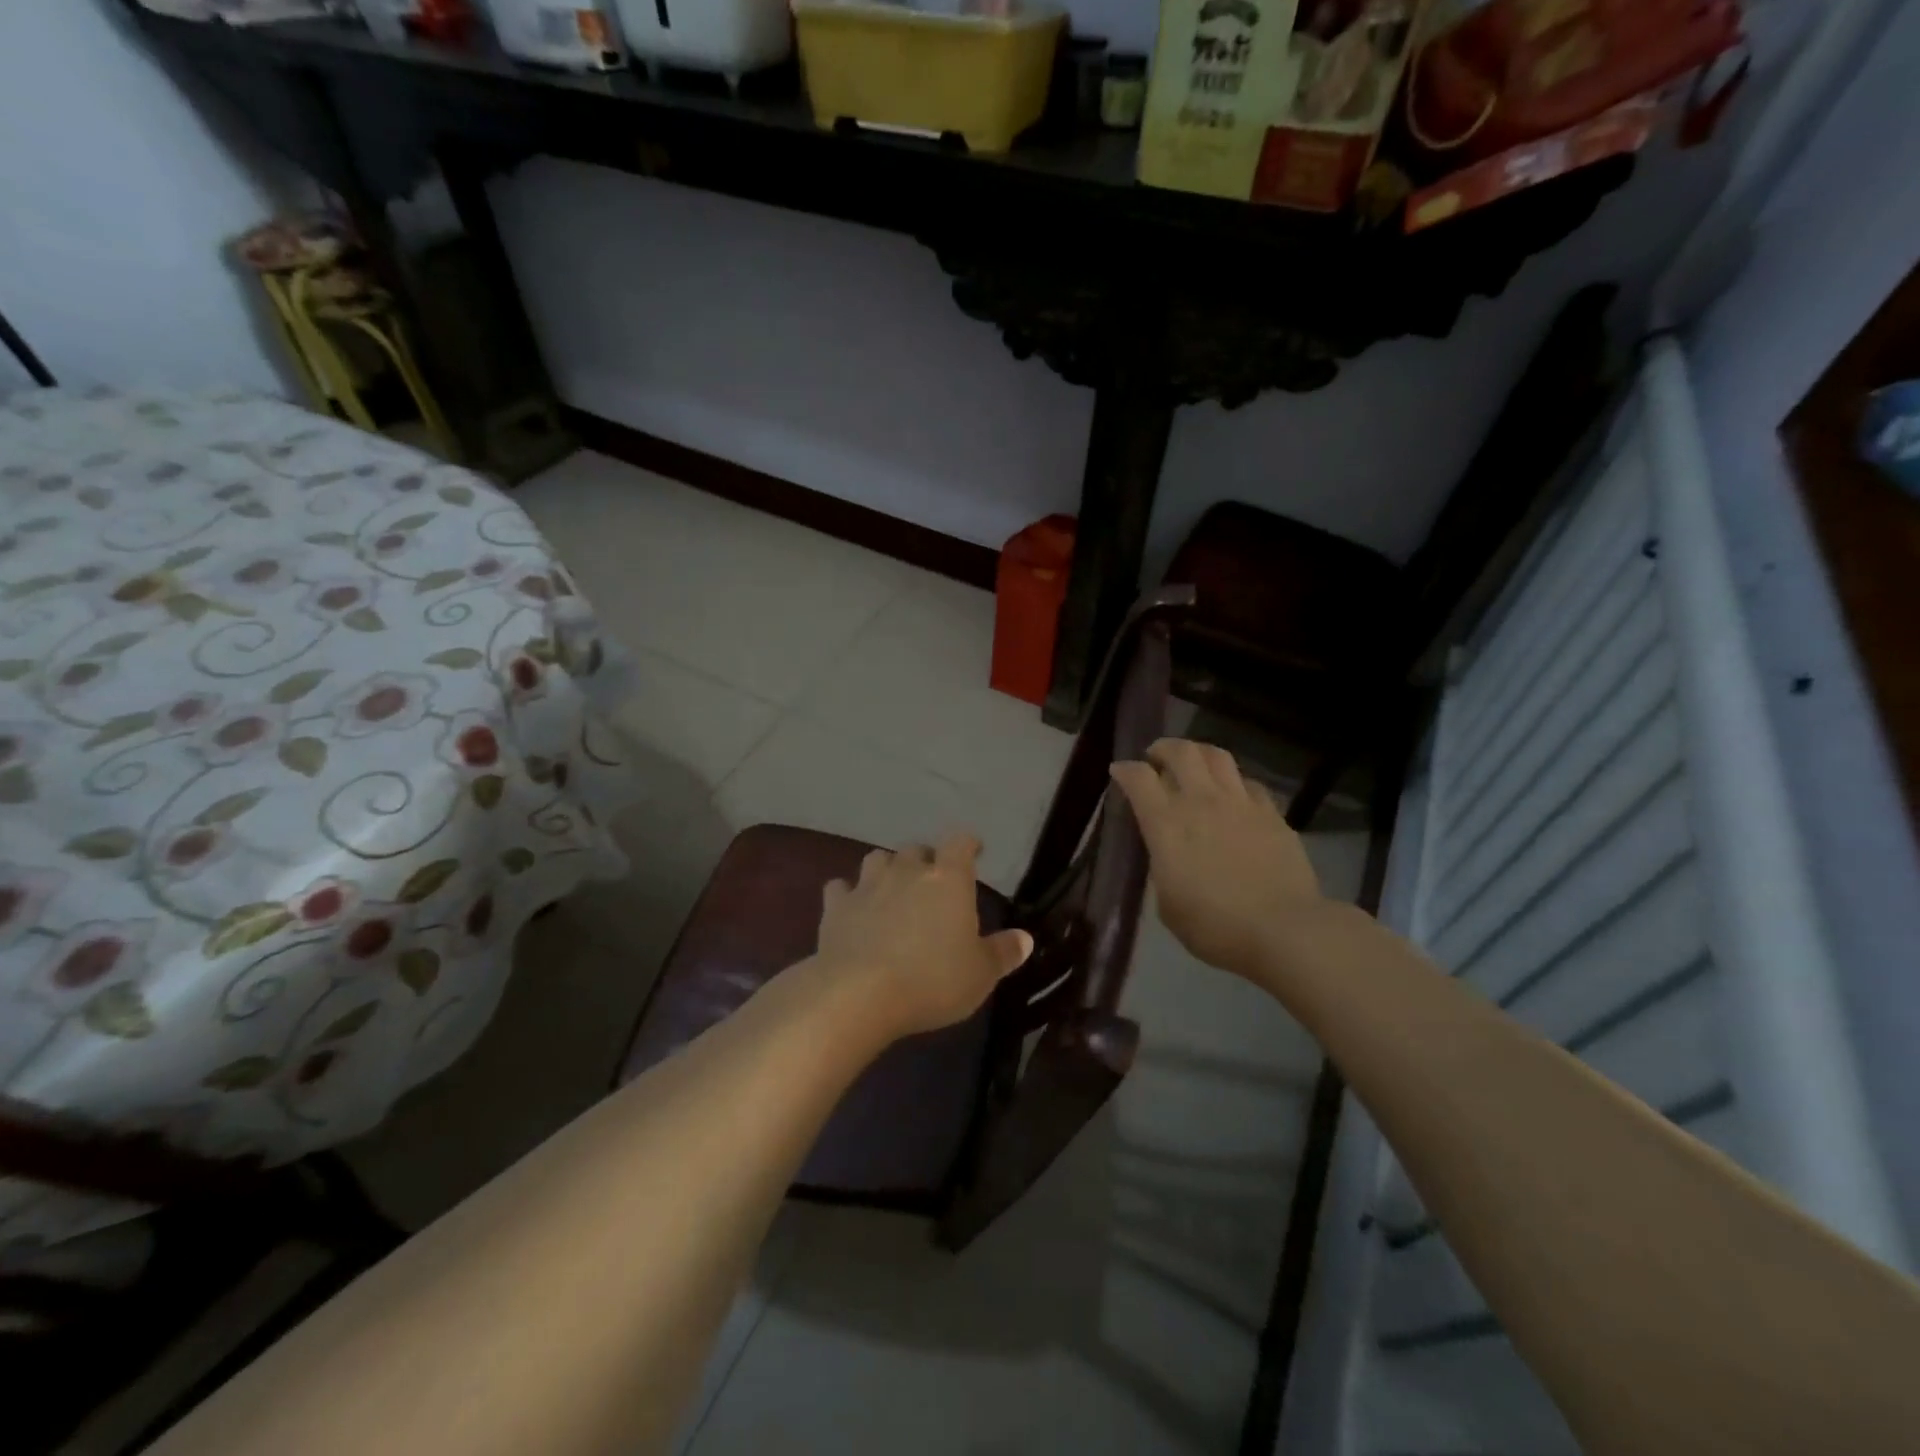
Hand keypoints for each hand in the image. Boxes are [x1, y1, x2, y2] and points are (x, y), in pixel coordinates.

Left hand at [814, 833, 1032, 1040]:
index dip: (968, 844)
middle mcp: (907, 871)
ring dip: (886, 869)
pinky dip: (847, 894)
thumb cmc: (932, 980)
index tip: (974, 851)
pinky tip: (850, 908)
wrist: (859, 993)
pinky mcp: (836, 906)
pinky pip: (840, 888)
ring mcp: (867, 886)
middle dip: (926, 860)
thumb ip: (1003, 952)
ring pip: (877, 859)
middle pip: (916, 849)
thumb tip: (1025, 938)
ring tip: (892, 888)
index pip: (960, 843)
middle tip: (932, 881)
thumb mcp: (980, 974)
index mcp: (948, 879)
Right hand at [1111, 739, 1322, 977]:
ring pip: (1217, 756)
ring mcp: (1241, 803)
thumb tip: (1167, 851)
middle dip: (1163, 748)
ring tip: (1194, 764)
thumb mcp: (1168, 904)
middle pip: (1181, 752)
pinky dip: (1234, 782)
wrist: (1284, 929)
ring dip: (1199, 753)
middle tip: (1156, 758)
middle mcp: (1202, 801)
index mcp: (1167, 824)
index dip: (1125, 770)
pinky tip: (1234, 796)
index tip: (1119, 771)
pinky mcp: (1272, 813)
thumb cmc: (1215, 926)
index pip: (1139, 778)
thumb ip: (1162, 866)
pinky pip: (1249, 783)